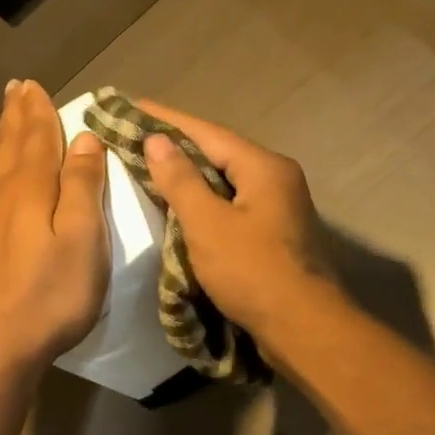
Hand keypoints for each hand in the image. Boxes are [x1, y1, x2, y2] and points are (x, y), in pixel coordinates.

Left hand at [0, 80, 109, 372]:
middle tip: (11, 88)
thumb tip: (83, 138)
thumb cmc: (50, 295)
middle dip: (12, 114)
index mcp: (32, 189)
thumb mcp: (85, 240)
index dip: (38, 110)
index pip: (37, 137)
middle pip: (6, 145)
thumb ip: (83, 187)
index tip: (33, 84)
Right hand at [135, 98, 333, 339]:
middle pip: (219, 155)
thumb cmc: (253, 272)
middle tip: (135, 137)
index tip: (131, 105)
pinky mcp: (276, 237)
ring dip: (190, 177)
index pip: (207, 133)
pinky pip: (233, 208)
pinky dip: (205, 204)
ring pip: (226, 183)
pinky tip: (181, 210)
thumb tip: (157, 141)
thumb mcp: (208, 224)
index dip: (166, 120)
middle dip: (177, 147)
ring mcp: (280, 209)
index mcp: (264, 168)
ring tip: (150, 169)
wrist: (304, 328)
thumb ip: (181, 181)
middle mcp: (277, 180)